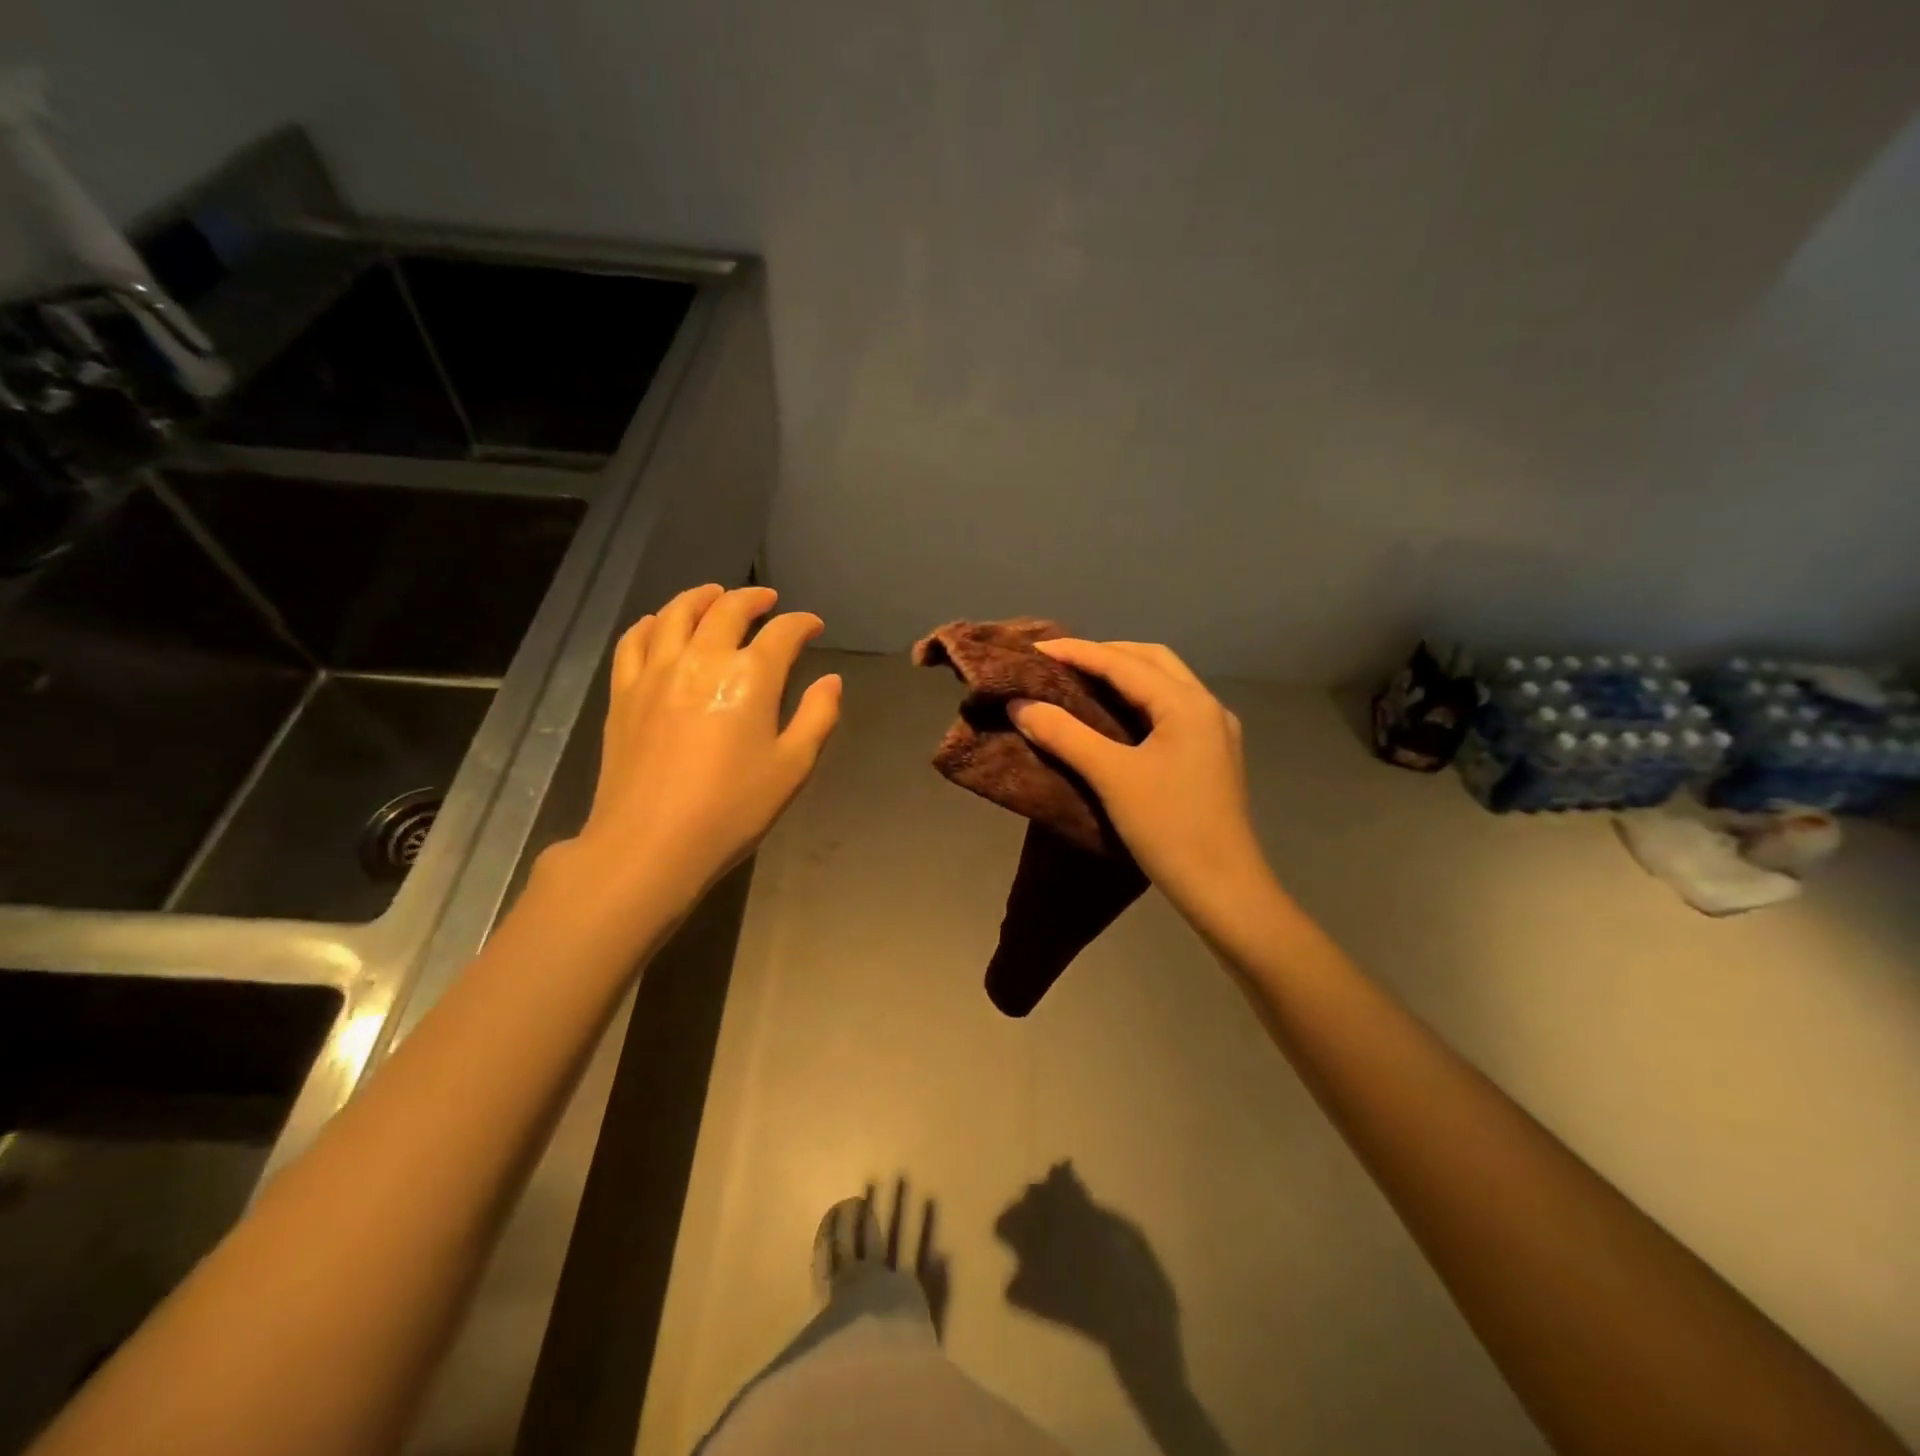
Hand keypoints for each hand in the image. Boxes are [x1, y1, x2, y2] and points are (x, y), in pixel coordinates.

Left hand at [569, 584, 840, 906]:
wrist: (650, 843)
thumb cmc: (732, 809)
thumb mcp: (792, 768)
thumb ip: (817, 717)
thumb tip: (831, 681)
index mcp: (751, 678)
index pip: (782, 633)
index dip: (802, 624)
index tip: (813, 627)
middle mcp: (702, 659)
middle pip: (727, 610)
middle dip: (753, 598)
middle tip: (768, 600)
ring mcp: (656, 672)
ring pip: (676, 613)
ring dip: (701, 597)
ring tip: (715, 595)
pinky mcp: (624, 692)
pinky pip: (634, 641)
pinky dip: (651, 623)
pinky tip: (658, 624)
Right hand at [1007, 640, 1270, 926]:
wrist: (1224, 888)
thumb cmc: (1168, 828)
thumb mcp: (1112, 777)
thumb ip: (1064, 735)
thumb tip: (1020, 705)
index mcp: (1186, 704)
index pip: (1123, 663)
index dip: (1076, 652)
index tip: (1034, 649)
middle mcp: (1206, 706)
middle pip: (1152, 661)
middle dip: (1105, 655)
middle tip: (1061, 664)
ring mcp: (1214, 731)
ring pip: (1165, 684)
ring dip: (1125, 676)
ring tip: (1082, 683)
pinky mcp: (1212, 755)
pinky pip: (1171, 709)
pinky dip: (1139, 701)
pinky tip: (1115, 717)